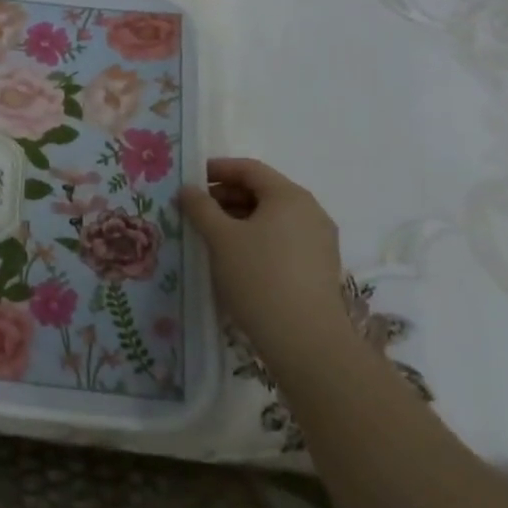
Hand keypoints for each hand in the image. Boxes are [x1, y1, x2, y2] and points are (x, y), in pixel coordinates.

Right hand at [179, 158, 346, 346]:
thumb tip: (188, 190)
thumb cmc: (258, 276)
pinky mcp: (318, 266)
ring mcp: (319, 240)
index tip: (190, 180)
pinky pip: (282, 238)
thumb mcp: (220, 237)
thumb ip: (200, 207)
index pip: (249, 169)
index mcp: (289, 196)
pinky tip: (235, 256)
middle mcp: (310, 211)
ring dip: (239, 218)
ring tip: (210, 234)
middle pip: (263, 191)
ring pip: (272, 217)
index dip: (217, 170)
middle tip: (195, 210)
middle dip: (226, 196)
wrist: (304, 339)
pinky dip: (257, 237)